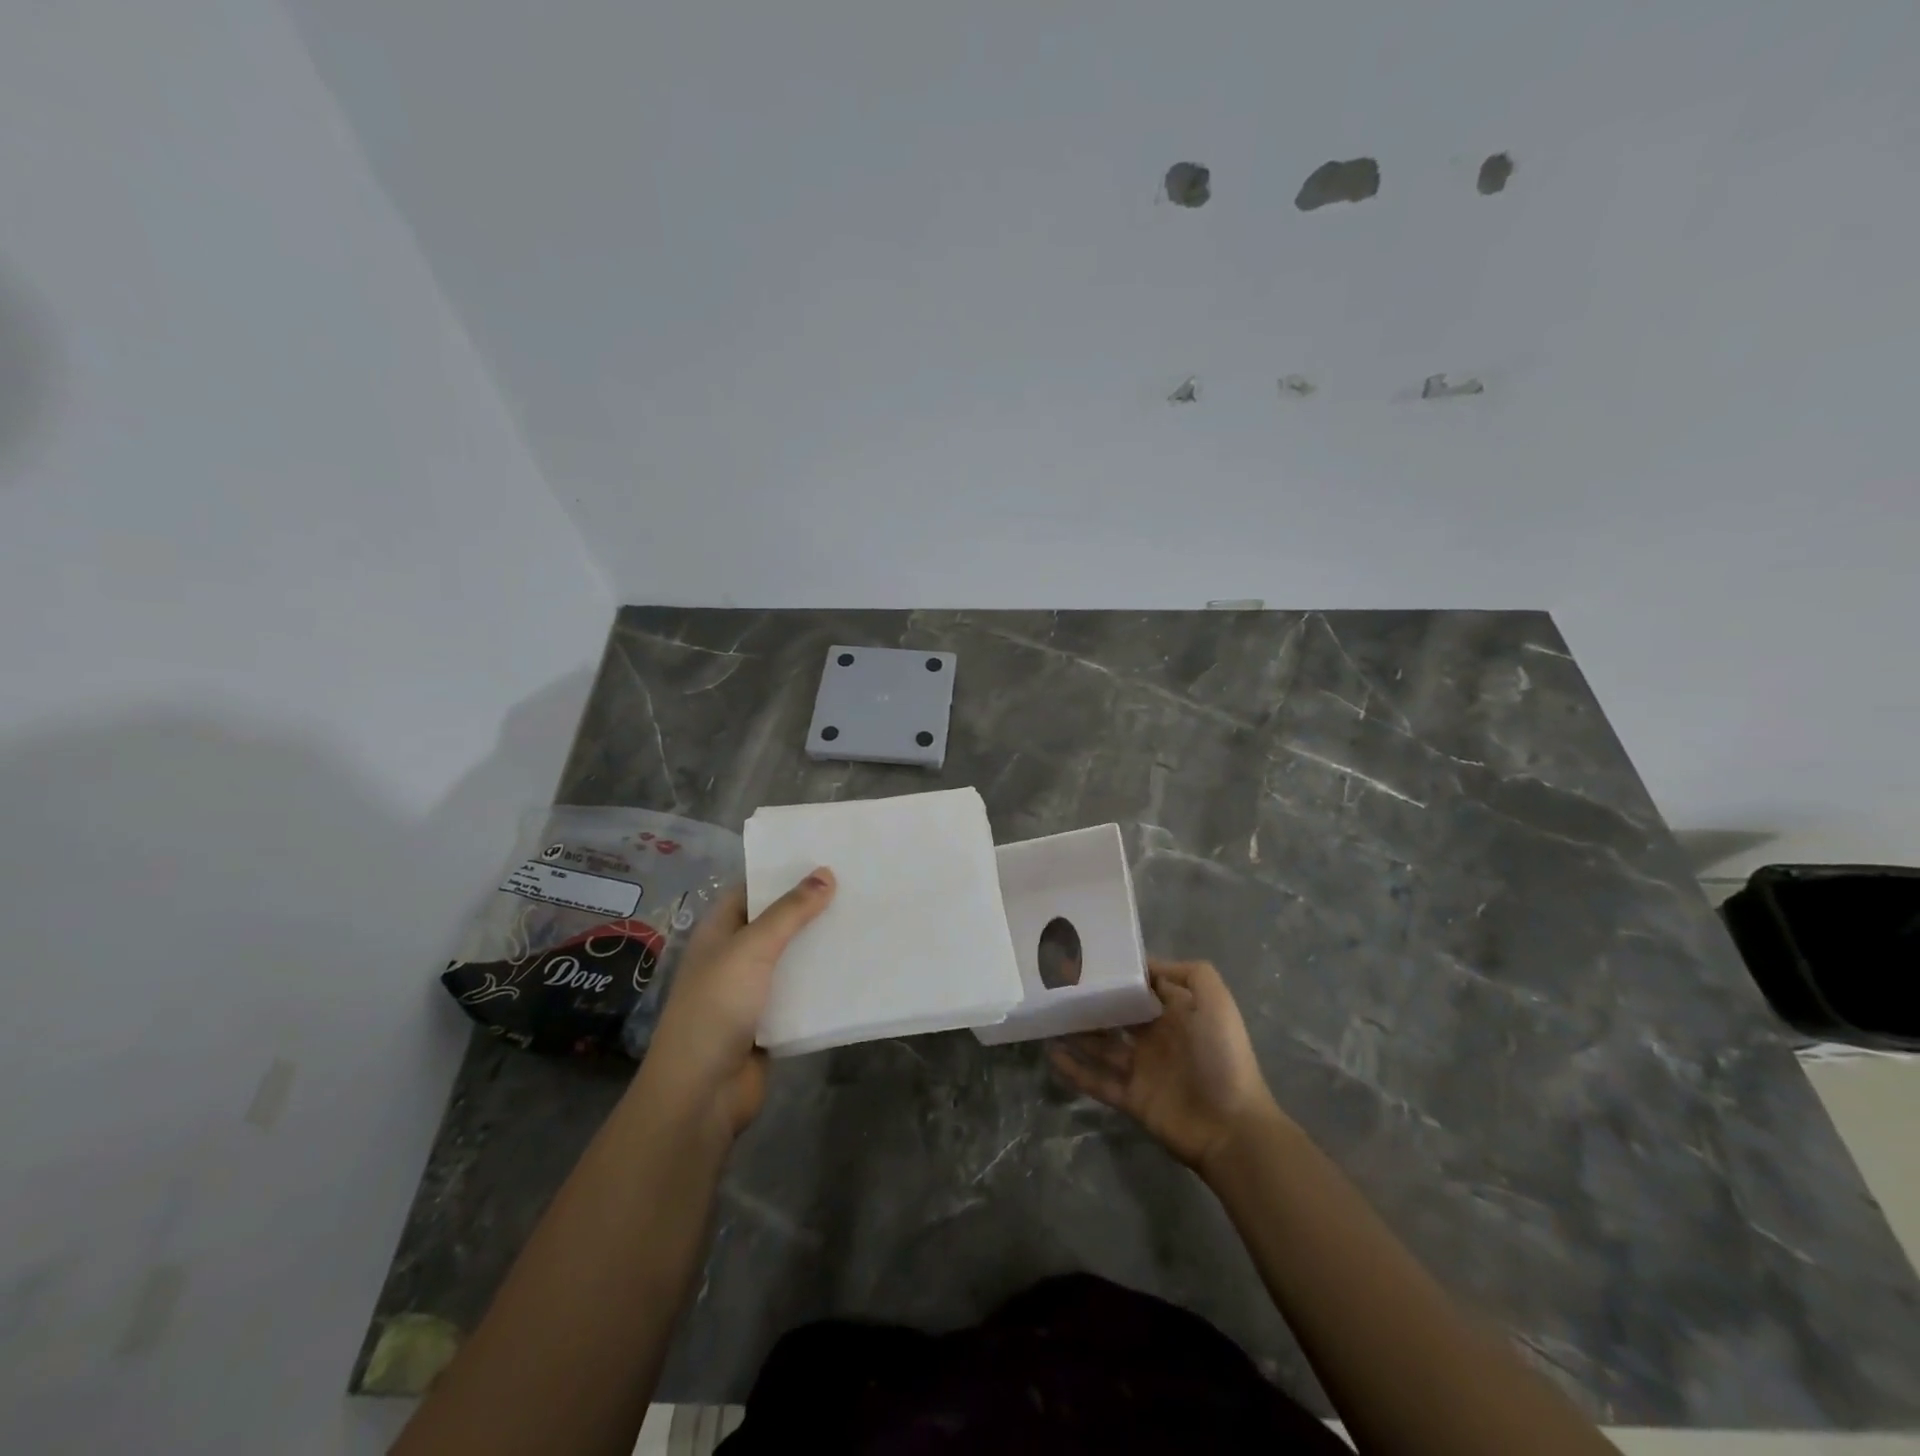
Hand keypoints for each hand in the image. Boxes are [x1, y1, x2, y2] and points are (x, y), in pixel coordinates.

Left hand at [639, 869, 834, 1137]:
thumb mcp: (752, 949)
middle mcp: (734, 956)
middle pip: (777, 923)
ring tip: (865, 921)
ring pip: (793, 959)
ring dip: (821, 946)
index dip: (784, 873)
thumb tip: (825, 873)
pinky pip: (802, 994)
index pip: (752, 889)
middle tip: (858, 886)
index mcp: (719, 931)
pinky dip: (823, 983)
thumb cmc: (717, 1008)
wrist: (702, 1093)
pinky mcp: (771, 1022)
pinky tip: (857, 969)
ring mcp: (752, 991)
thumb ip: (789, 912)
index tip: (826, 857)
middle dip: (811, 908)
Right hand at [1049, 958, 1288, 1171]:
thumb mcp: (1216, 1001)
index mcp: (1176, 1014)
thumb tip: (1145, 965)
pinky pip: (1097, 1081)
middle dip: (1092, 1002)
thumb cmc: (1222, 1057)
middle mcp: (1157, 1038)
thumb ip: (1188, 973)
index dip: (1119, 976)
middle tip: (1057, 987)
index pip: (1141, 989)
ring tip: (1048, 1016)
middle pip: (1116, 1016)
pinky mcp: (1131, 1099)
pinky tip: (1051, 1054)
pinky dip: (1075, 1070)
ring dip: (1077, 1033)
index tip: (1087, 961)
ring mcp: (1142, 1070)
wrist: (1232, 1128)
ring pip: (1101, 1046)